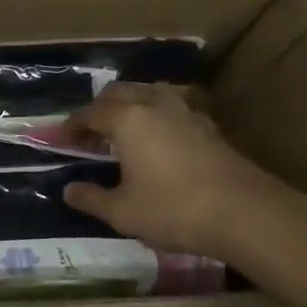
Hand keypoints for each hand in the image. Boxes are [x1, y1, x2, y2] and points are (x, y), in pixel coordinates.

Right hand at [60, 82, 306, 260]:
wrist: (246, 213)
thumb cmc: (174, 209)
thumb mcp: (123, 212)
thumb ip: (91, 198)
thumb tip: (68, 190)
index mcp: (127, 118)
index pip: (89, 113)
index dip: (71, 127)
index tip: (60, 141)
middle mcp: (154, 104)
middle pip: (118, 93)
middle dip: (99, 110)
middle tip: (90, 135)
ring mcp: (185, 110)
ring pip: (148, 94)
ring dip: (130, 107)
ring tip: (123, 132)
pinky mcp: (208, 125)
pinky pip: (172, 108)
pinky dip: (156, 117)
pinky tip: (159, 141)